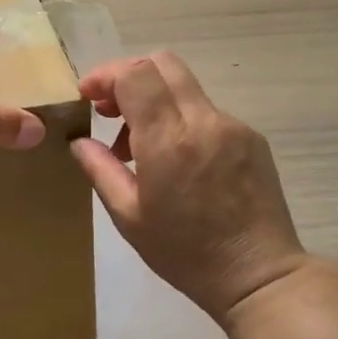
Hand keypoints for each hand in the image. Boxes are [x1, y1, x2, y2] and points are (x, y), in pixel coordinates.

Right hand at [71, 52, 307, 325]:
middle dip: (129, 77)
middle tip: (111, 112)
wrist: (257, 275)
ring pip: (186, 87)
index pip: (135, 74)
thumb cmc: (185, 253)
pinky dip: (183, 120)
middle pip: (163, 63)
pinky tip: (180, 161)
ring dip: (156, 100)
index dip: (106, 75)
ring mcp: (233, 126)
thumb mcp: (129, 217)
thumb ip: (101, 170)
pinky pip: (208, 112)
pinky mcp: (252, 137)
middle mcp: (203, 121)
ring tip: (142, 148)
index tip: (89, 98)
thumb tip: (79, 141)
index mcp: (168, 140)